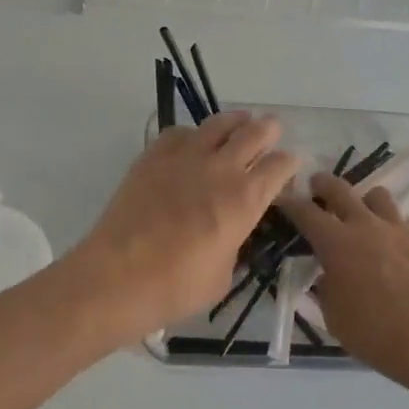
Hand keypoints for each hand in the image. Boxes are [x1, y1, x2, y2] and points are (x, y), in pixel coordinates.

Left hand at [71, 113, 300, 343]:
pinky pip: (179, 132)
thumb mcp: (223, 275)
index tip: (290, 165)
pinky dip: (193, 133)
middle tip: (272, 130)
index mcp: (245, 200)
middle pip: (254, 133)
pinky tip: (192, 142)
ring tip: (240, 121)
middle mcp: (220, 169)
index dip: (290, 163)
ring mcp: (185, 157)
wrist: (118, 275)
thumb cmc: (176, 286)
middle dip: (269, 129)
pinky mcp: (153, 156)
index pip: (279, 166)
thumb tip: (232, 232)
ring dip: (235, 121)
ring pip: (218, 123)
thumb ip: (234, 244)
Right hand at [277, 173, 408, 396]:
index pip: (305, 212)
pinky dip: (396, 229)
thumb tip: (329, 276)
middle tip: (317, 185)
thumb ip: (327, 289)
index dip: (290, 202)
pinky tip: (398, 247)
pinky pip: (407, 223)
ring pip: (379, 196)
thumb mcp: (334, 316)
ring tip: (364, 214)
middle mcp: (367, 225)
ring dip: (366, 201)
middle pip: (341, 189)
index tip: (282, 198)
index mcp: (336, 243)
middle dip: (324, 184)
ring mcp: (401, 229)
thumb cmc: (375, 333)